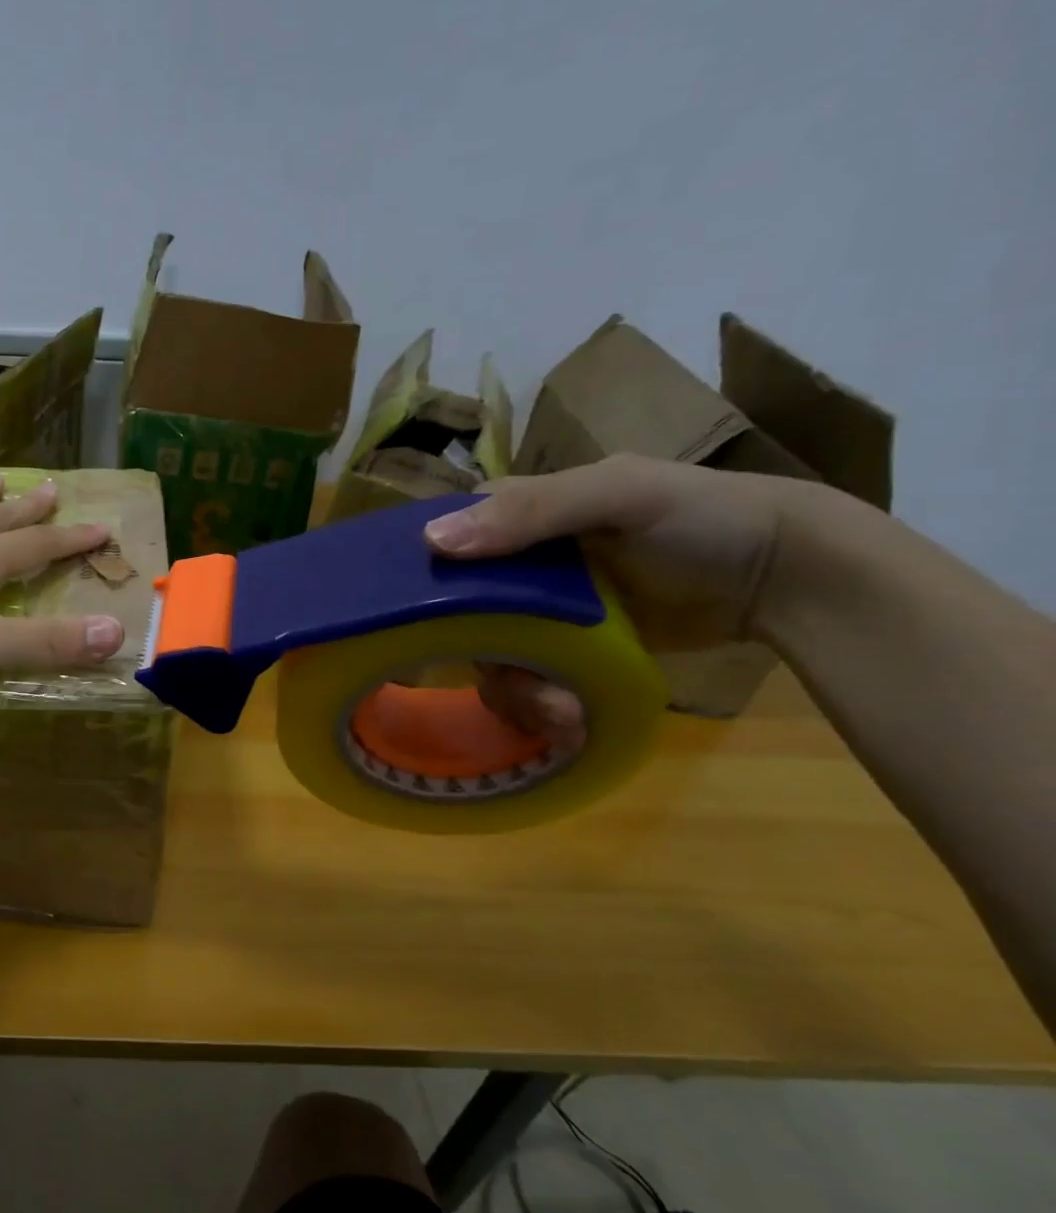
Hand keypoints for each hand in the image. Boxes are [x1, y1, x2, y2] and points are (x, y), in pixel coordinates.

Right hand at [423, 455, 827, 734]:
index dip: (425, 582)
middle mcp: (514, 564)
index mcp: (514, 515)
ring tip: (563, 713)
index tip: (425, 625)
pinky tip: (571, 717)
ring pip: (489, 655)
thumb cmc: (702, 518)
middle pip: (457, 615)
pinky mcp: (564, 649)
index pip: (441, 546)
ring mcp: (538, 611)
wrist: (787, 577)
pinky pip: (524, 679)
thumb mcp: (620, 495)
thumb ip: (532, 511)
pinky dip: (539, 704)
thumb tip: (432, 542)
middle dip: (485, 655)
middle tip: (523, 683)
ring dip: (516, 689)